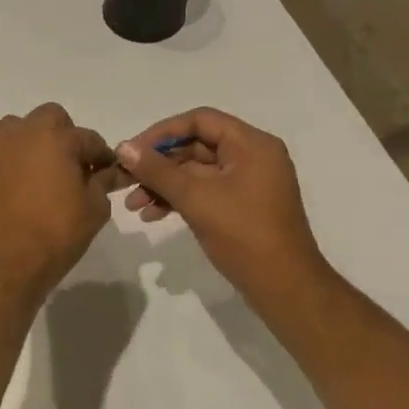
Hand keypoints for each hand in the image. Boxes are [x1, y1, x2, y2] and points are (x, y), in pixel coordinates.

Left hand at [0, 103, 116, 304]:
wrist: (8, 263)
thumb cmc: (57, 234)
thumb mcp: (95, 208)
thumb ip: (103, 181)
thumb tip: (109, 171)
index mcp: (56, 138)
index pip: (88, 138)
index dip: (101, 156)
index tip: (106, 172)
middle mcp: (23, 132)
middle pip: (51, 118)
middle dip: (65, 136)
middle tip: (72, 167)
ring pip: (19, 128)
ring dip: (33, 141)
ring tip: (41, 172)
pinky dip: (8, 156)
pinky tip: (16, 181)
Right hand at [115, 108, 326, 297]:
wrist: (284, 287)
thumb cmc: (244, 234)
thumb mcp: (196, 198)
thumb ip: (158, 171)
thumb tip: (124, 147)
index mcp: (251, 145)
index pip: (200, 121)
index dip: (161, 132)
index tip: (132, 151)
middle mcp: (252, 157)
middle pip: (196, 146)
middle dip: (158, 164)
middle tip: (125, 179)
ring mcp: (247, 183)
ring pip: (195, 172)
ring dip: (163, 184)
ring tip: (133, 205)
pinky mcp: (241, 206)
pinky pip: (203, 191)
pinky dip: (178, 199)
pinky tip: (152, 215)